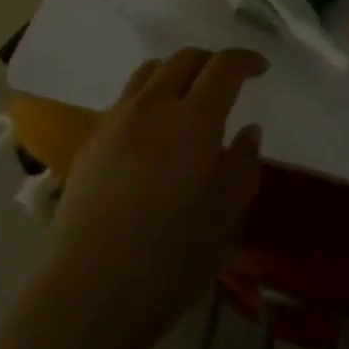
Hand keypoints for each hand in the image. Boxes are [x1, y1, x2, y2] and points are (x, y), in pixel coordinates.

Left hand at [34, 48, 266, 348]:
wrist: (89, 289)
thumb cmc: (171, 259)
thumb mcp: (226, 218)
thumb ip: (243, 165)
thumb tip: (248, 130)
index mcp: (194, 119)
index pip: (223, 67)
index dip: (245, 60)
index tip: (260, 68)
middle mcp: (153, 105)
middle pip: (183, 59)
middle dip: (210, 61)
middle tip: (226, 80)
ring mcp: (117, 119)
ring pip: (150, 72)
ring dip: (176, 72)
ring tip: (187, 97)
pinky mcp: (92, 139)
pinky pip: (126, 99)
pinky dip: (149, 97)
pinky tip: (153, 131)